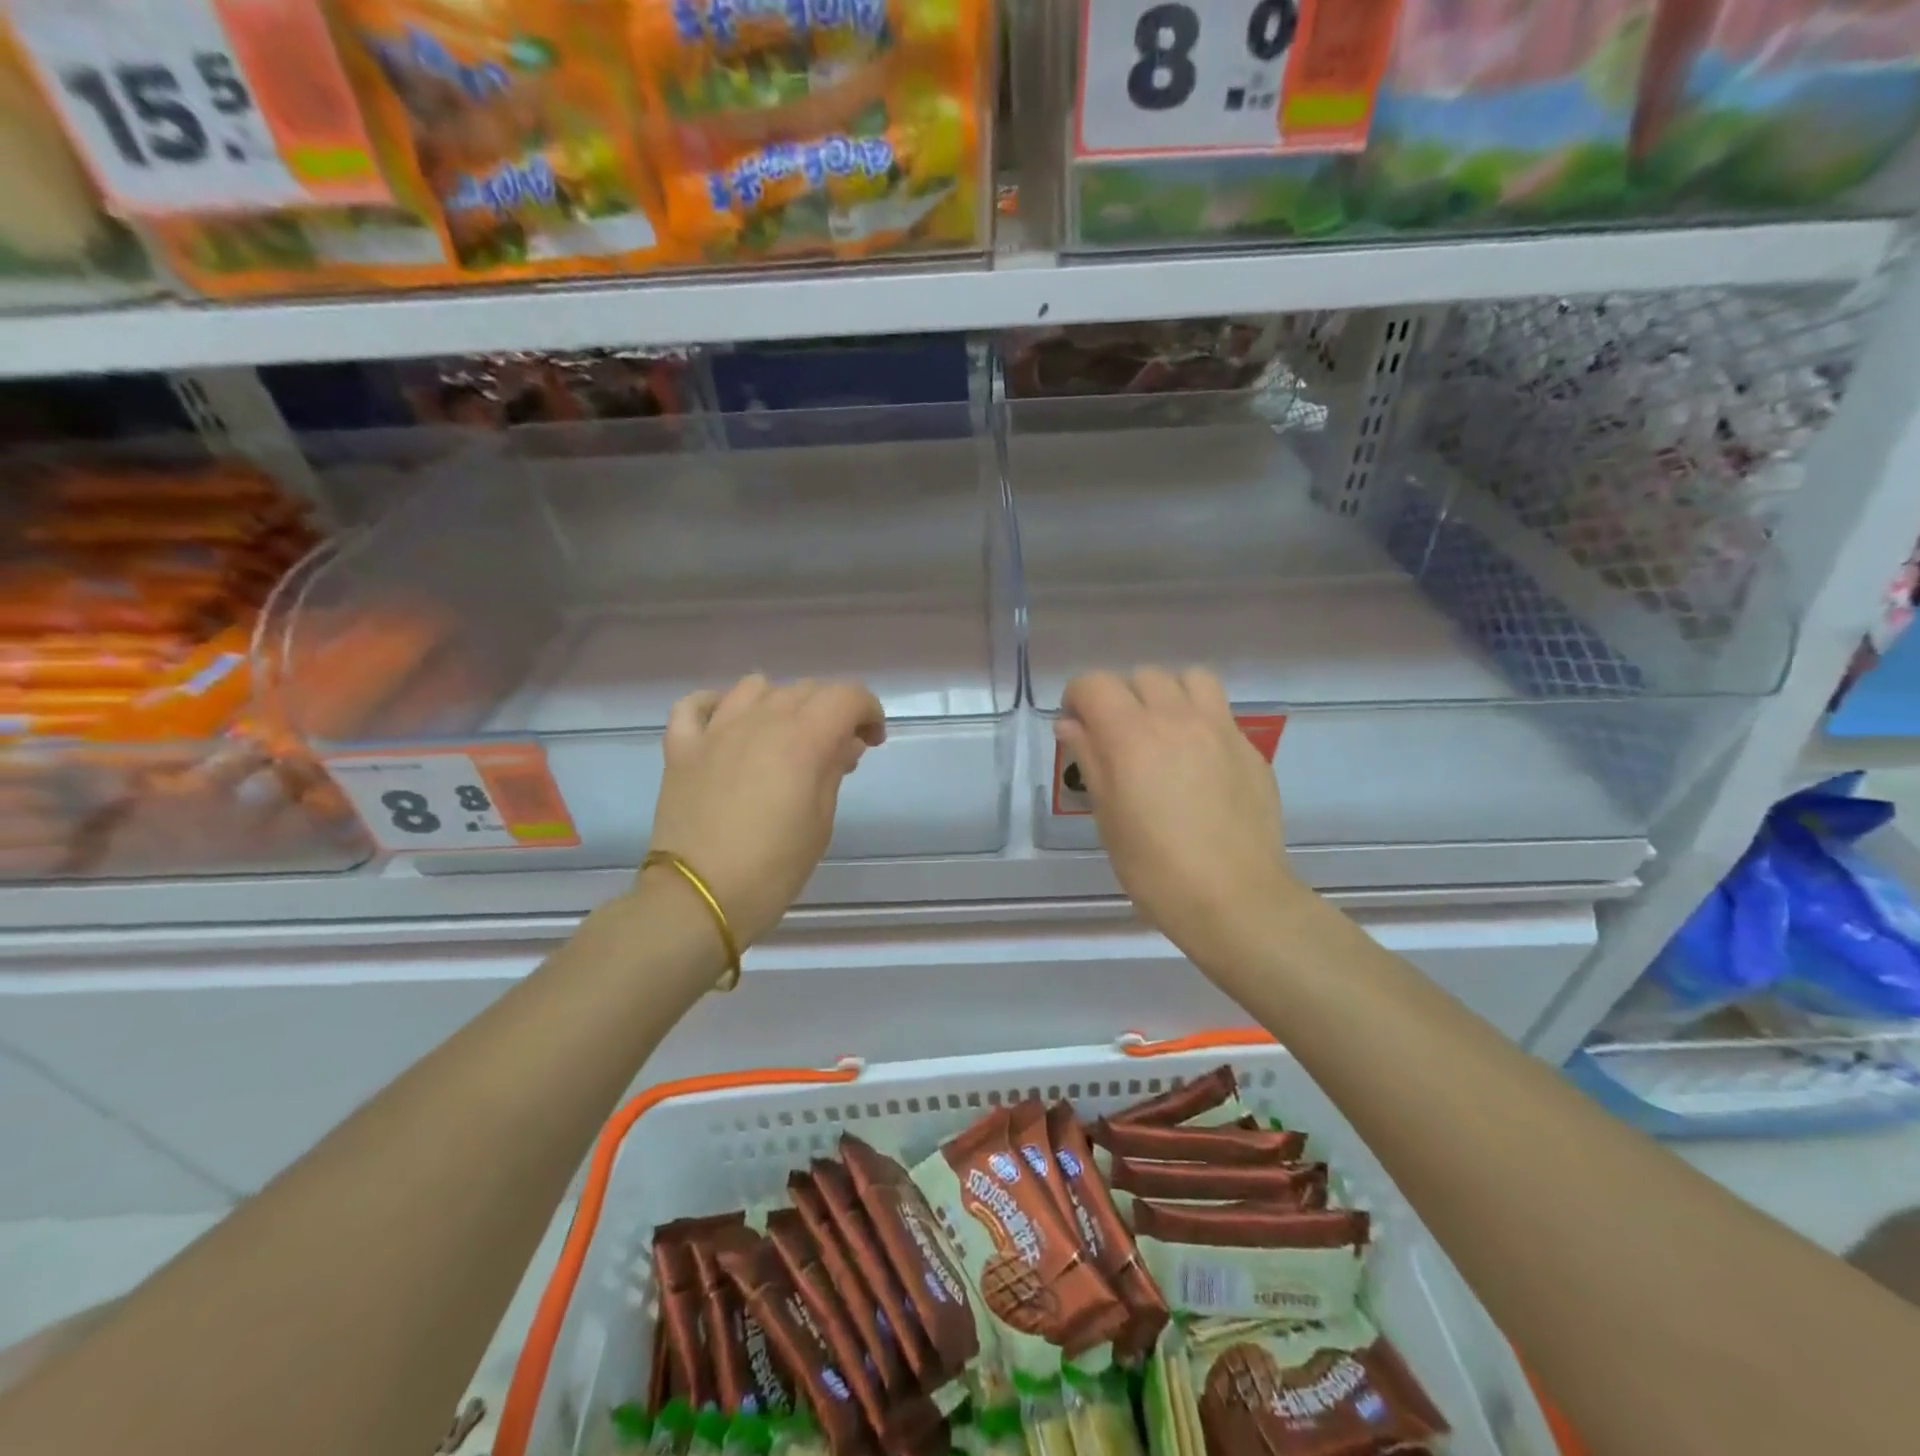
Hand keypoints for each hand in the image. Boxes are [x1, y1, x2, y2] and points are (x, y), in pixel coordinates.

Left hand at [646, 675, 885, 945]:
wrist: (699, 899)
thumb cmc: (773, 868)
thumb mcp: (820, 822)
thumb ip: (833, 770)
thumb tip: (845, 741)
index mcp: (802, 739)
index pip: (847, 696)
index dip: (868, 711)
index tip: (872, 742)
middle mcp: (760, 721)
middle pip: (806, 689)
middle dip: (831, 711)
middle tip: (836, 752)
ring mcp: (716, 730)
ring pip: (755, 687)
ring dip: (780, 702)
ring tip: (784, 736)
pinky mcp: (682, 748)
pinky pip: (696, 705)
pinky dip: (717, 706)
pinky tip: (728, 726)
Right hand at [1056, 667, 1297, 960]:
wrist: (1233, 897)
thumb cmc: (1154, 866)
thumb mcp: (1107, 816)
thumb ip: (1089, 758)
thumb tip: (1071, 724)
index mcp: (1131, 735)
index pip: (1095, 684)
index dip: (1078, 698)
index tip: (1077, 727)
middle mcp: (1176, 718)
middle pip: (1142, 676)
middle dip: (1122, 698)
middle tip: (1119, 737)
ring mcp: (1220, 729)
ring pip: (1190, 679)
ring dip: (1168, 695)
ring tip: (1163, 732)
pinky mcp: (1249, 747)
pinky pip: (1220, 712)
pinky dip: (1200, 720)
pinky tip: (1198, 761)